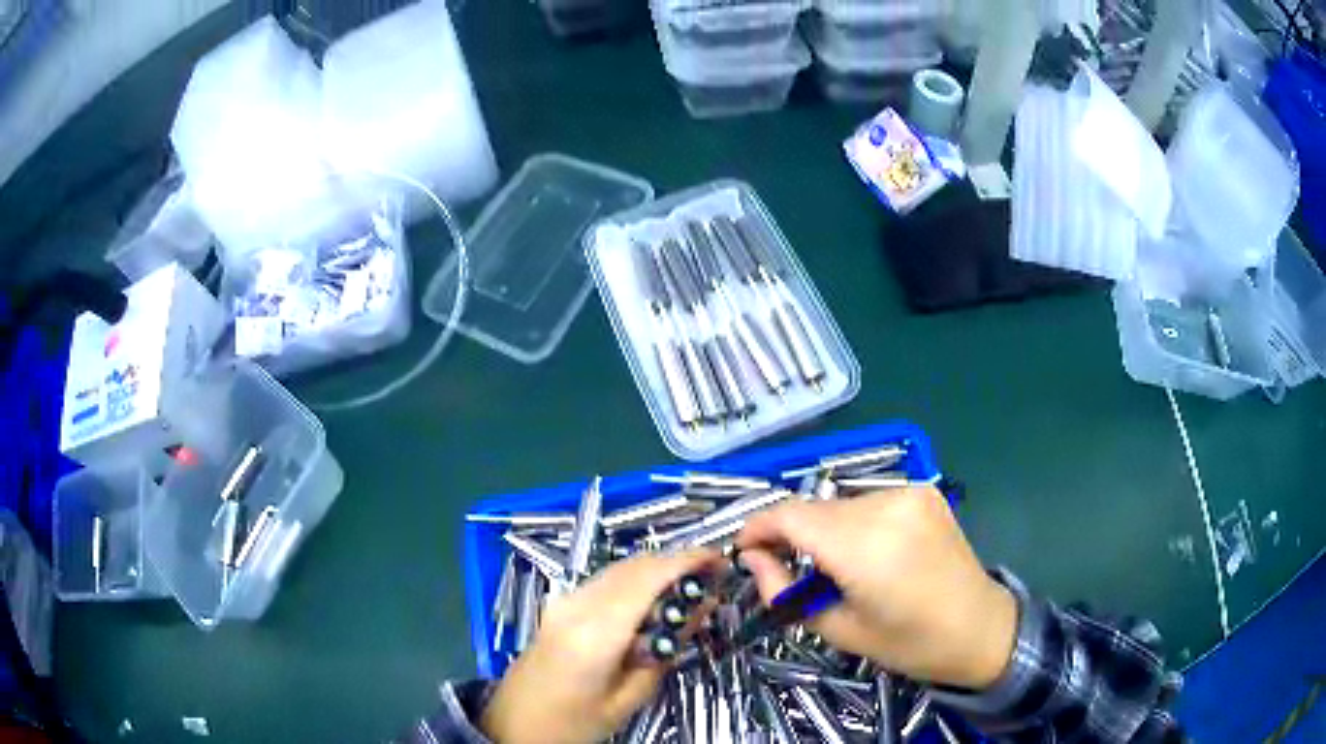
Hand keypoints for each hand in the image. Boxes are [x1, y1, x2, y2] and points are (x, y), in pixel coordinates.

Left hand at [481, 549, 718, 743]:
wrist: (514, 725)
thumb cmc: (573, 722)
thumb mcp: (630, 697)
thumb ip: (666, 650)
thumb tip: (701, 609)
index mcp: (595, 632)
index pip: (649, 577)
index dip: (688, 561)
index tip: (721, 561)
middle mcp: (577, 605)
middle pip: (635, 565)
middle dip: (677, 563)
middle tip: (713, 578)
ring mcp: (563, 601)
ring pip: (620, 568)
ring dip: (657, 570)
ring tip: (690, 589)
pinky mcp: (559, 605)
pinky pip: (605, 580)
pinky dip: (636, 580)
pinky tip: (653, 601)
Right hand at [737, 486, 1016, 689]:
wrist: (978, 627)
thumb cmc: (908, 642)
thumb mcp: (838, 629)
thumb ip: (785, 592)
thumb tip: (754, 560)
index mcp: (865, 547)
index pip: (791, 516)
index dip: (758, 527)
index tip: (744, 549)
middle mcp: (886, 507)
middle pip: (814, 509)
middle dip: (791, 534)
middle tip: (786, 567)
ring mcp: (909, 493)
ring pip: (840, 503)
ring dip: (824, 528)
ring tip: (832, 565)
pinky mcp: (923, 491)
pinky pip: (869, 500)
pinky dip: (854, 522)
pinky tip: (865, 550)